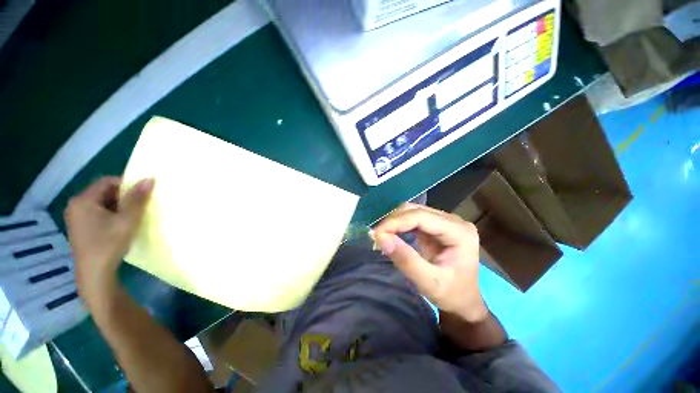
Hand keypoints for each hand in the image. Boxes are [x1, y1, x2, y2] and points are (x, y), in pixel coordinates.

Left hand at [64, 176, 153, 302]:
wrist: (94, 273)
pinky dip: (110, 214)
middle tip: (138, 207)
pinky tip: (118, 226)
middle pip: (103, 191)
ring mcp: (75, 217)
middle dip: (122, 197)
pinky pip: (96, 212)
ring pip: (101, 203)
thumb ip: (137, 199)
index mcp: (83, 200)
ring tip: (130, 217)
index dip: (126, 185)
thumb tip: (150, 179)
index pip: (107, 182)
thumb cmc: (109, 244)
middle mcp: (75, 205)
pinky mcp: (79, 227)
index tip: (141, 196)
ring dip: (117, 206)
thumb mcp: (127, 220)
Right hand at [373, 203, 486, 321]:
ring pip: (413, 211)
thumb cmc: (452, 295)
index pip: (421, 217)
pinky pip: (413, 218)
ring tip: (382, 235)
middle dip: (394, 221)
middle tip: (377, 236)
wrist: (464, 302)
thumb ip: (406, 260)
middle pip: (416, 210)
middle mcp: (454, 221)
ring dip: (395, 221)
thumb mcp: (429, 283)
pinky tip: (391, 233)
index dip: (396, 222)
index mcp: (459, 232)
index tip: (376, 233)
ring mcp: (445, 221)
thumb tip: (381, 238)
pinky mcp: (436, 225)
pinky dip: (399, 224)